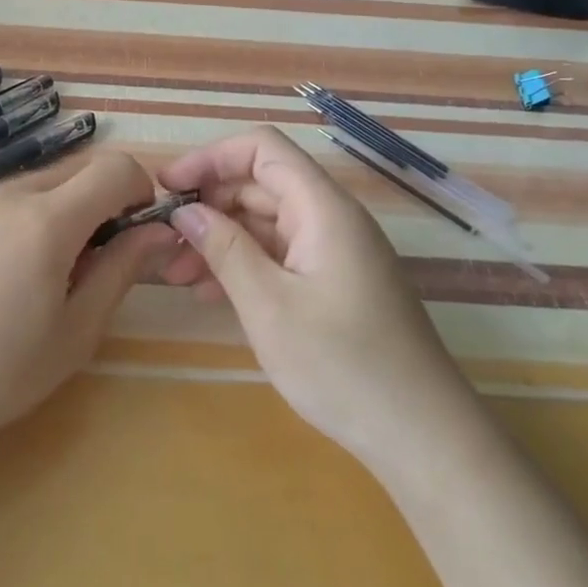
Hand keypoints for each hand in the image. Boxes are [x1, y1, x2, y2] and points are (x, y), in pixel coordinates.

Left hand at [0, 150, 174, 452]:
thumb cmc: (0, 373)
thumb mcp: (77, 331)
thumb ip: (122, 270)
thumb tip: (159, 232)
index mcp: (47, 220)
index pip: (113, 168)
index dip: (137, 189)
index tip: (133, 229)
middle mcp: (5, 195)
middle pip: (73, 169)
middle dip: (97, 199)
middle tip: (88, 259)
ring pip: (30, 186)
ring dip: (53, 211)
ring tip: (34, 274)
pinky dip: (11, 223)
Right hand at [158, 127, 453, 457]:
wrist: (423, 437)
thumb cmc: (343, 366)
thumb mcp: (268, 306)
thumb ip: (224, 248)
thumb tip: (185, 209)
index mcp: (323, 208)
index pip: (262, 149)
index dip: (210, 157)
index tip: (167, 186)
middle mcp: (331, 219)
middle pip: (260, 184)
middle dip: (208, 204)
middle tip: (164, 239)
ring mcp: (335, 252)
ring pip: (266, 222)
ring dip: (220, 238)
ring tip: (176, 274)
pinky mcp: (335, 283)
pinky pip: (280, 255)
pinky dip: (244, 264)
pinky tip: (210, 292)